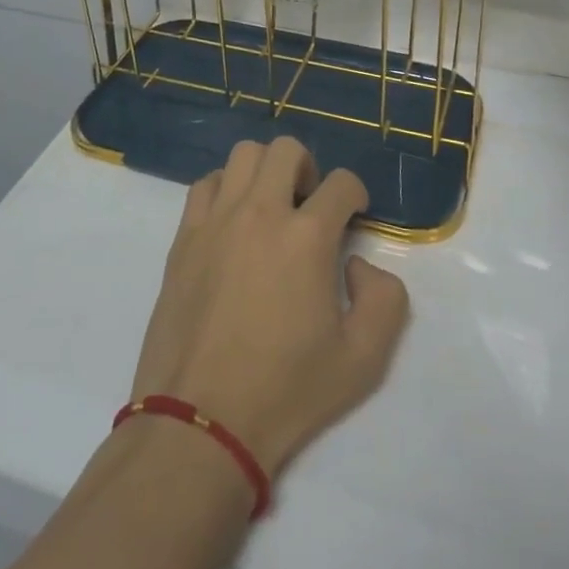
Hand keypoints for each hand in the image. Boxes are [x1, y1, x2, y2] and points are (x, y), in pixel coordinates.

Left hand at [129, 138, 409, 476]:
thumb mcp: (364, 360)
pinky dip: (224, 188)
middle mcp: (260, 213)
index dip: (355, 195)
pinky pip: (205, 184)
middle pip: (286, 150)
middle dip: (309, 168)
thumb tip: (357, 263)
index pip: (341, 183)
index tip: (354, 216)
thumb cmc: (286, 391)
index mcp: (307, 237)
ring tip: (270, 207)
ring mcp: (216, 220)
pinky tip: (231, 222)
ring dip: (265, 170)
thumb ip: (385, 299)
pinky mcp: (183, 236)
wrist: (202, 419)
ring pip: (242, 155)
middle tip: (310, 206)